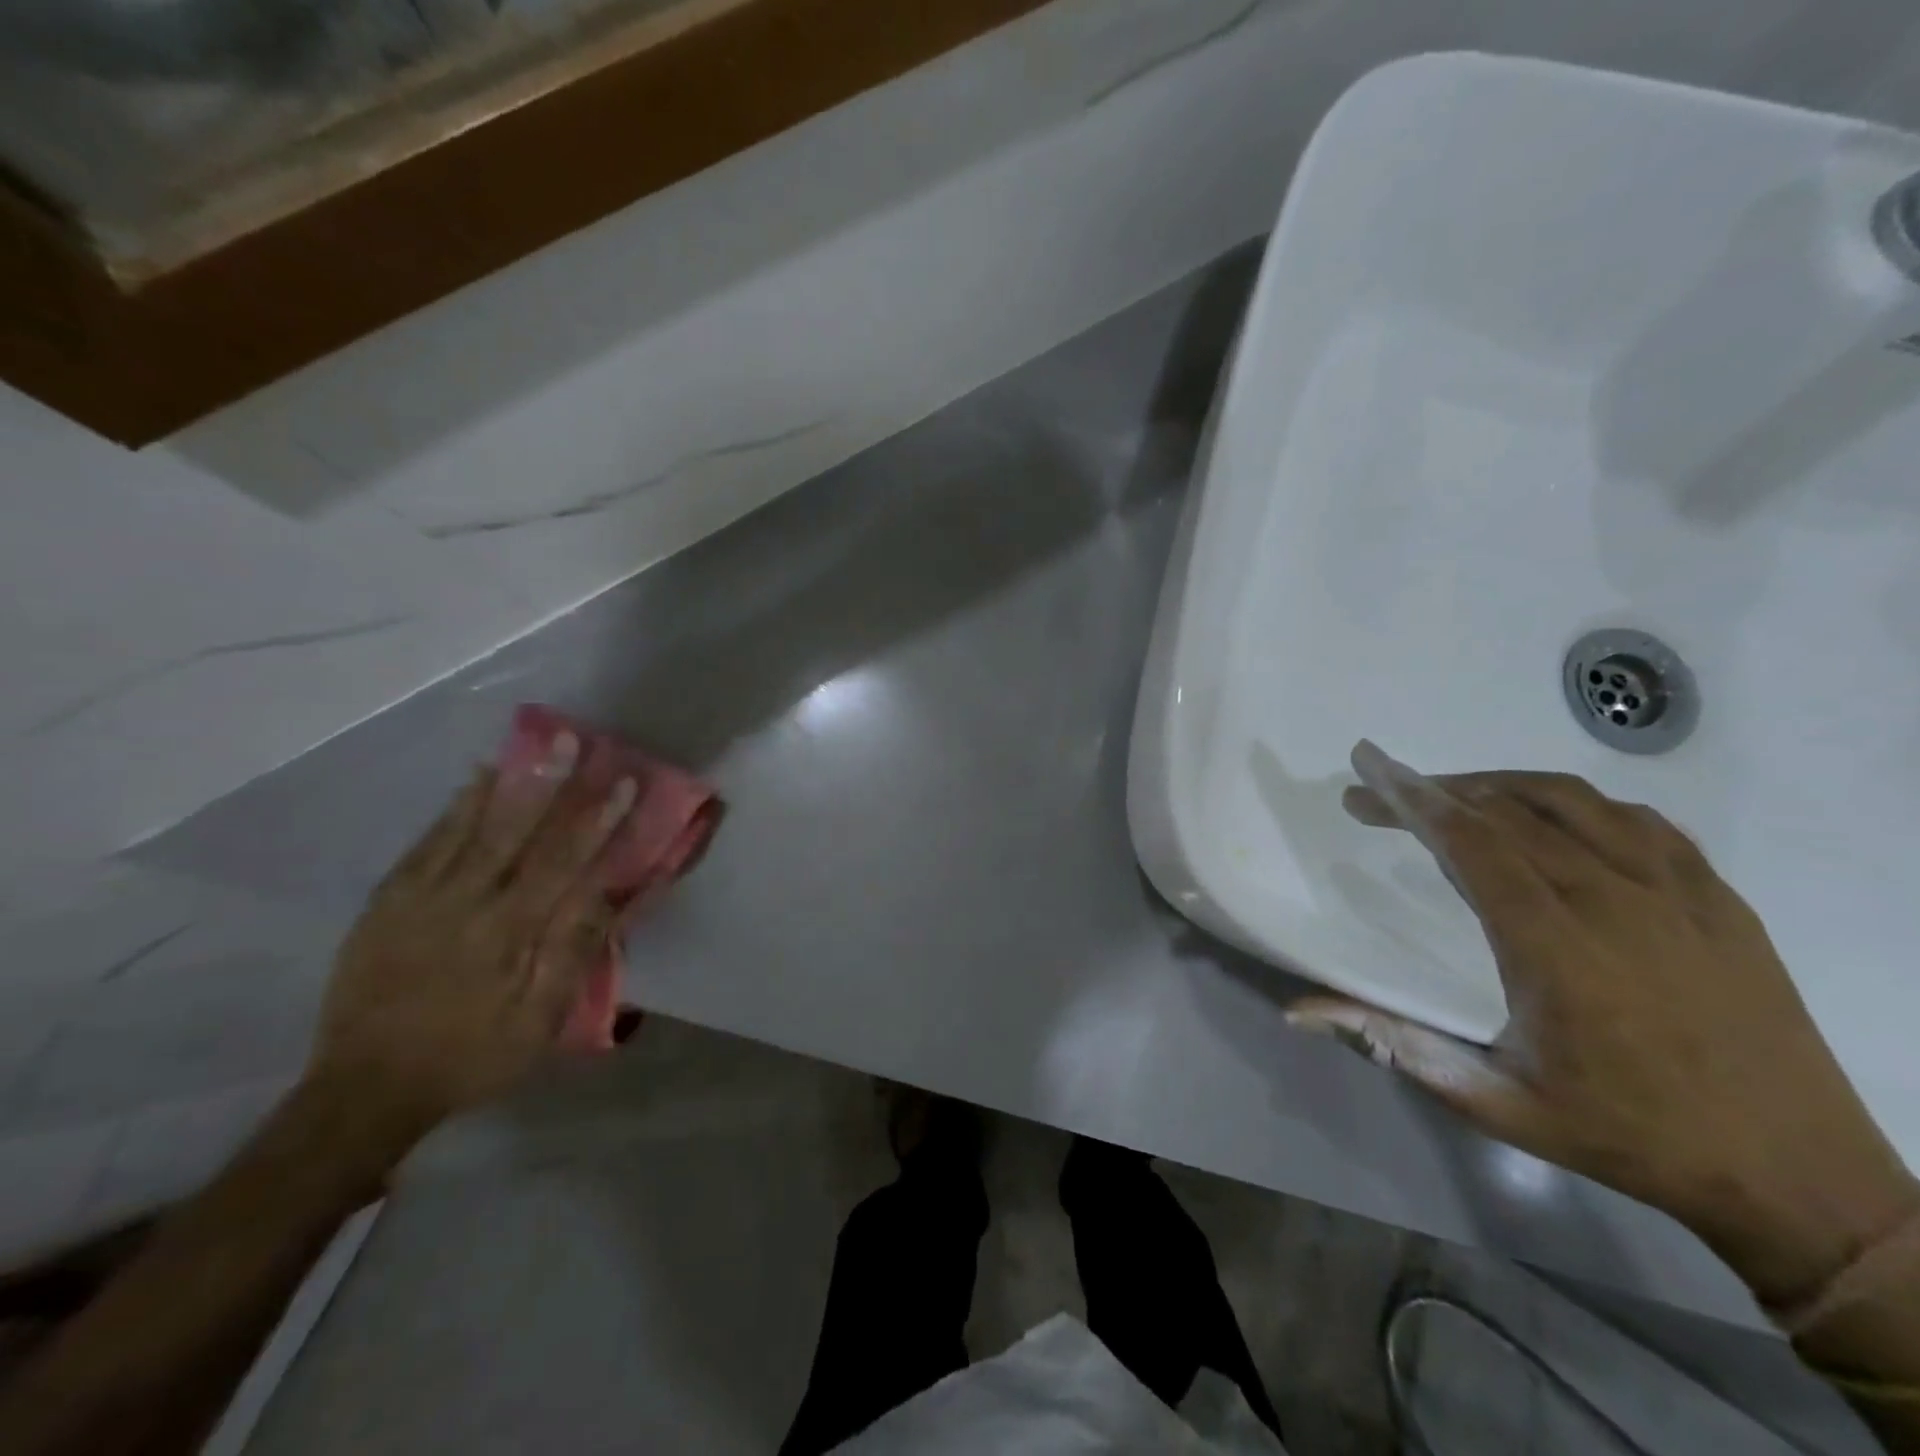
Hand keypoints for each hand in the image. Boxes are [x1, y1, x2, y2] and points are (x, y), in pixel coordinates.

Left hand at [307, 730, 637, 1134]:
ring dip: (506, 784)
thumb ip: (571, 953)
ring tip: (529, 746)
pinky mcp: (388, 903)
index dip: (598, 822)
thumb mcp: (537, 1021)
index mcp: (510, 934)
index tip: (625, 784)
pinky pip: (426, 844)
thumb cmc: (471, 1055)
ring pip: (471, 829)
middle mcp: (468, 904)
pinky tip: (474, 782)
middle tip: (572, 740)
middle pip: (517, 833)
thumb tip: (607, 896)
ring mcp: (421, 899)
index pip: (565, 864)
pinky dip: (453, 809)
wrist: (366, 1088)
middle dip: (550, 783)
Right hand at [1289, 741, 1919, 1306]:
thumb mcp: (1494, 1103)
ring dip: (1494, 786)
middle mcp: (1616, 903)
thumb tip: (1297, 1010)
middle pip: (1506, 812)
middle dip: (1428, 791)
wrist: (1797, 1177)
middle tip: (1374, 794)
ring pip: (1570, 801)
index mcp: (1556, 949)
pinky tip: (1543, 819)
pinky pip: (1632, 820)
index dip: (1410, 797)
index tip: (1366, 766)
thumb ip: (1394, 1044)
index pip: (1470, 842)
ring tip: (1447, 796)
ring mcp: (1677, 894)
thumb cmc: (1624, 1135)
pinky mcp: (1718, 898)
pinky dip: (1569, 803)